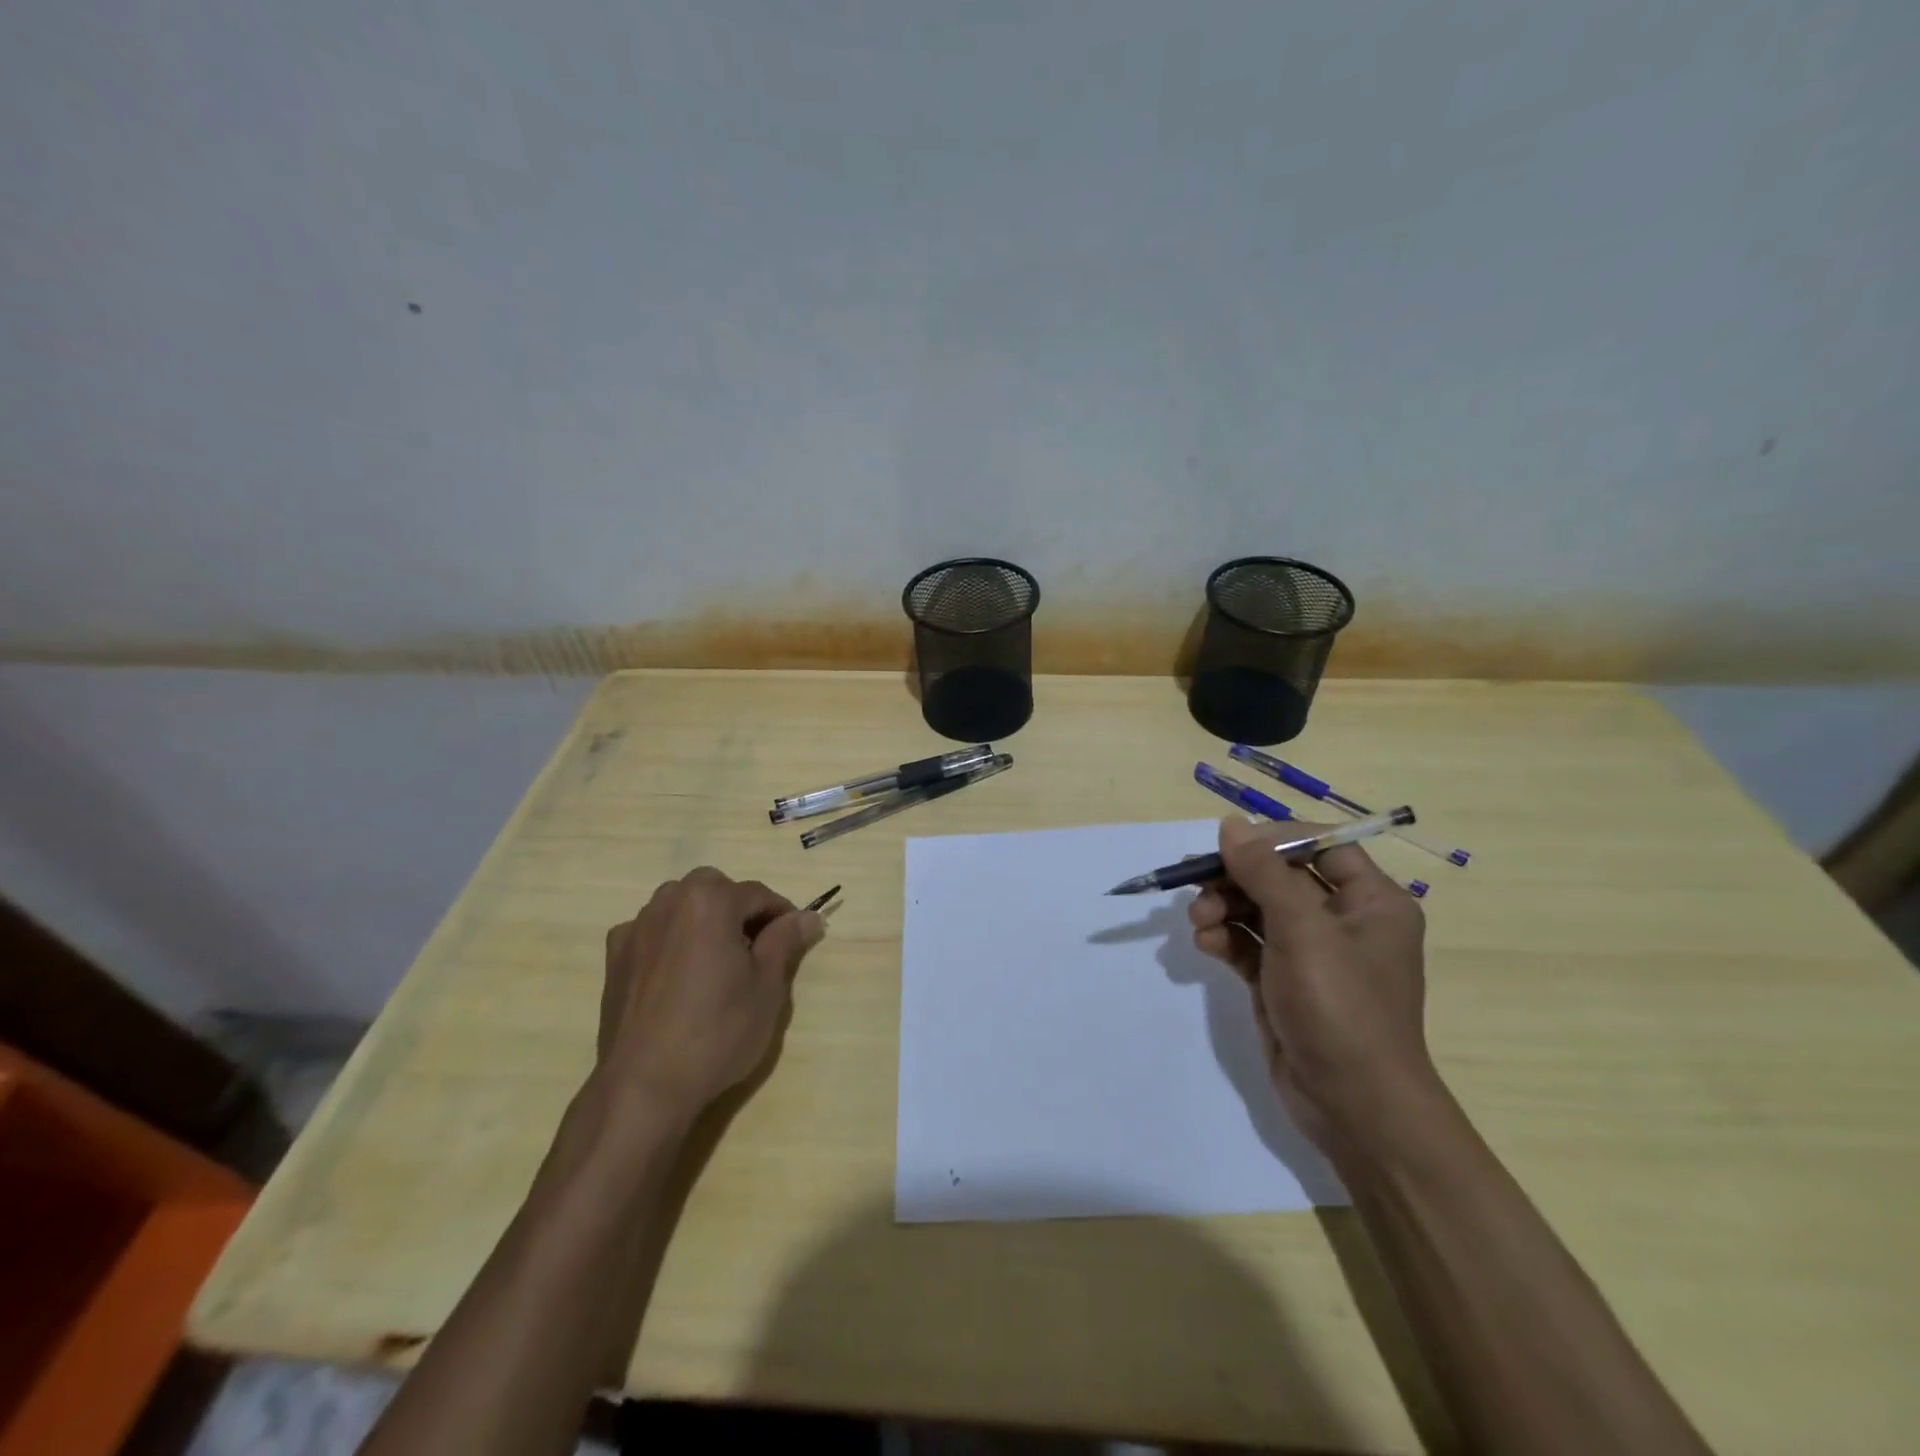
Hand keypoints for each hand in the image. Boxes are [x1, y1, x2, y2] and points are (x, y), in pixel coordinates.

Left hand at [597, 867, 825, 1116]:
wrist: (645, 1085)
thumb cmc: (717, 1031)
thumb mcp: (767, 987)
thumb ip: (786, 941)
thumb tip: (809, 916)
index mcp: (710, 901)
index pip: (758, 894)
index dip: (782, 915)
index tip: (796, 939)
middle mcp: (669, 902)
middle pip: (715, 889)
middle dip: (739, 909)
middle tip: (757, 949)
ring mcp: (636, 928)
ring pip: (680, 905)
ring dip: (703, 919)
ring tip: (717, 959)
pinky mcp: (615, 958)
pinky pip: (651, 931)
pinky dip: (670, 939)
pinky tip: (678, 973)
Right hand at [1188, 817, 1436, 1156]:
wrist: (1353, 1106)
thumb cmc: (1341, 1007)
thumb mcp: (1302, 931)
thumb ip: (1264, 873)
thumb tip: (1231, 824)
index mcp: (1371, 901)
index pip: (1319, 846)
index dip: (1272, 841)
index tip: (1228, 848)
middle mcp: (1343, 920)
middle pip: (1279, 877)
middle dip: (1236, 880)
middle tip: (1198, 888)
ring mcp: (1311, 954)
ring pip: (1258, 909)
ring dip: (1223, 908)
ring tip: (1199, 924)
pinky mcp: (1283, 981)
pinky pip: (1249, 944)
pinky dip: (1225, 939)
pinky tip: (1205, 946)